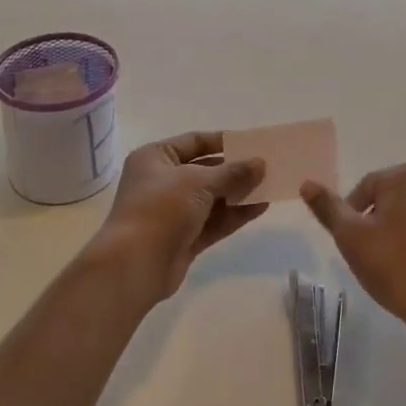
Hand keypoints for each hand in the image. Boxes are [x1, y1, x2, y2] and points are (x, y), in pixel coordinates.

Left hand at [95, 132, 266, 303]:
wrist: (135, 264)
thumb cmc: (162, 208)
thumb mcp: (199, 181)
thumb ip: (232, 172)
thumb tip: (260, 163)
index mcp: (155, 157)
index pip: (194, 141)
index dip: (223, 141)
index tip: (252, 143)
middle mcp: (162, 181)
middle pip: (205, 170)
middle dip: (235, 170)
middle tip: (267, 166)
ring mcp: (173, 212)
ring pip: (212, 198)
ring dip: (239, 193)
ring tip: (270, 186)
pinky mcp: (183, 238)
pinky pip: (214, 221)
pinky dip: (235, 215)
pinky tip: (261, 208)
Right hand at [301, 164, 405, 351]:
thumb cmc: (395, 268)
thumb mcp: (350, 238)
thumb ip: (328, 208)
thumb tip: (306, 184)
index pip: (366, 187)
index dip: (352, 214)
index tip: (350, 243)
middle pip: (395, 199)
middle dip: (380, 222)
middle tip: (370, 255)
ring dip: (405, 233)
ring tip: (396, 267)